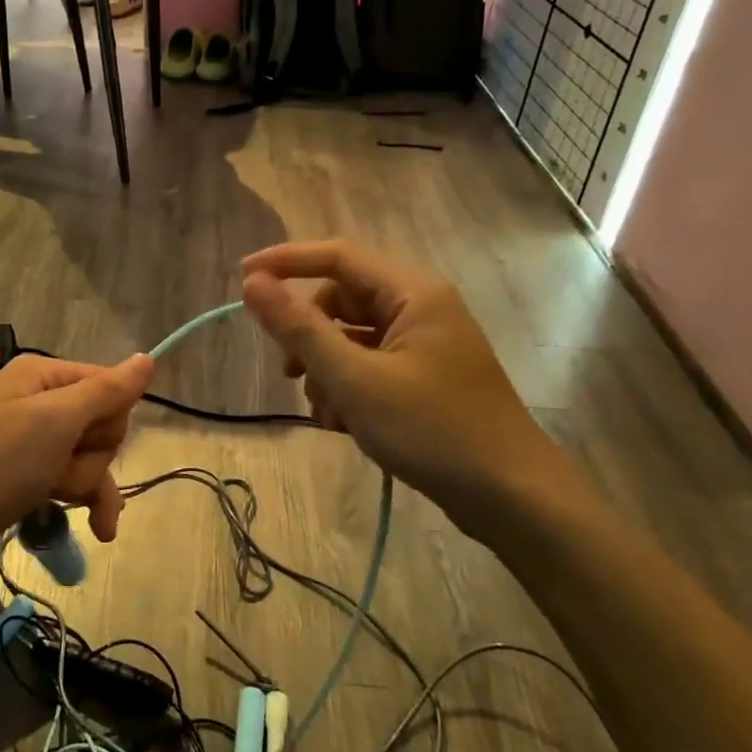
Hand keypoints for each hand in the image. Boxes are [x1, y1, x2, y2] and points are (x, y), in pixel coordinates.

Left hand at [0, 354, 154, 585]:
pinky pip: (65, 480)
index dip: (109, 419)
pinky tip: (98, 529)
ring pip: (85, 457)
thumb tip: (149, 357)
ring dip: (84, 484)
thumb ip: (107, 391)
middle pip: (98, 424)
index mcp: (42, 375)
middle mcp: (35, 400)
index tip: (87, 440)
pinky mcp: (19, 476)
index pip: (108, 385)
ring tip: (58, 502)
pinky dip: (80, 501)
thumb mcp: (56, 421)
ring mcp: (26, 441)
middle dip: (92, 456)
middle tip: (60, 471)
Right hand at [241, 241, 577, 541]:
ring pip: (352, 337)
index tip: (241, 279)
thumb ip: (299, 329)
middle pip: (342, 300)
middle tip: (288, 373)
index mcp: (412, 292)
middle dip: (308, 335)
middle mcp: (420, 307)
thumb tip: (252, 283)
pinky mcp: (424, 375)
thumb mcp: (354, 379)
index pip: (337, 256)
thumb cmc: (431, 429)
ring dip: (325, 369)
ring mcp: (424, 343)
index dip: (285, 262)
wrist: (509, 495)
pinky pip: (369, 364)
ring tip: (325, 413)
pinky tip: (343, 424)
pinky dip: (347, 387)